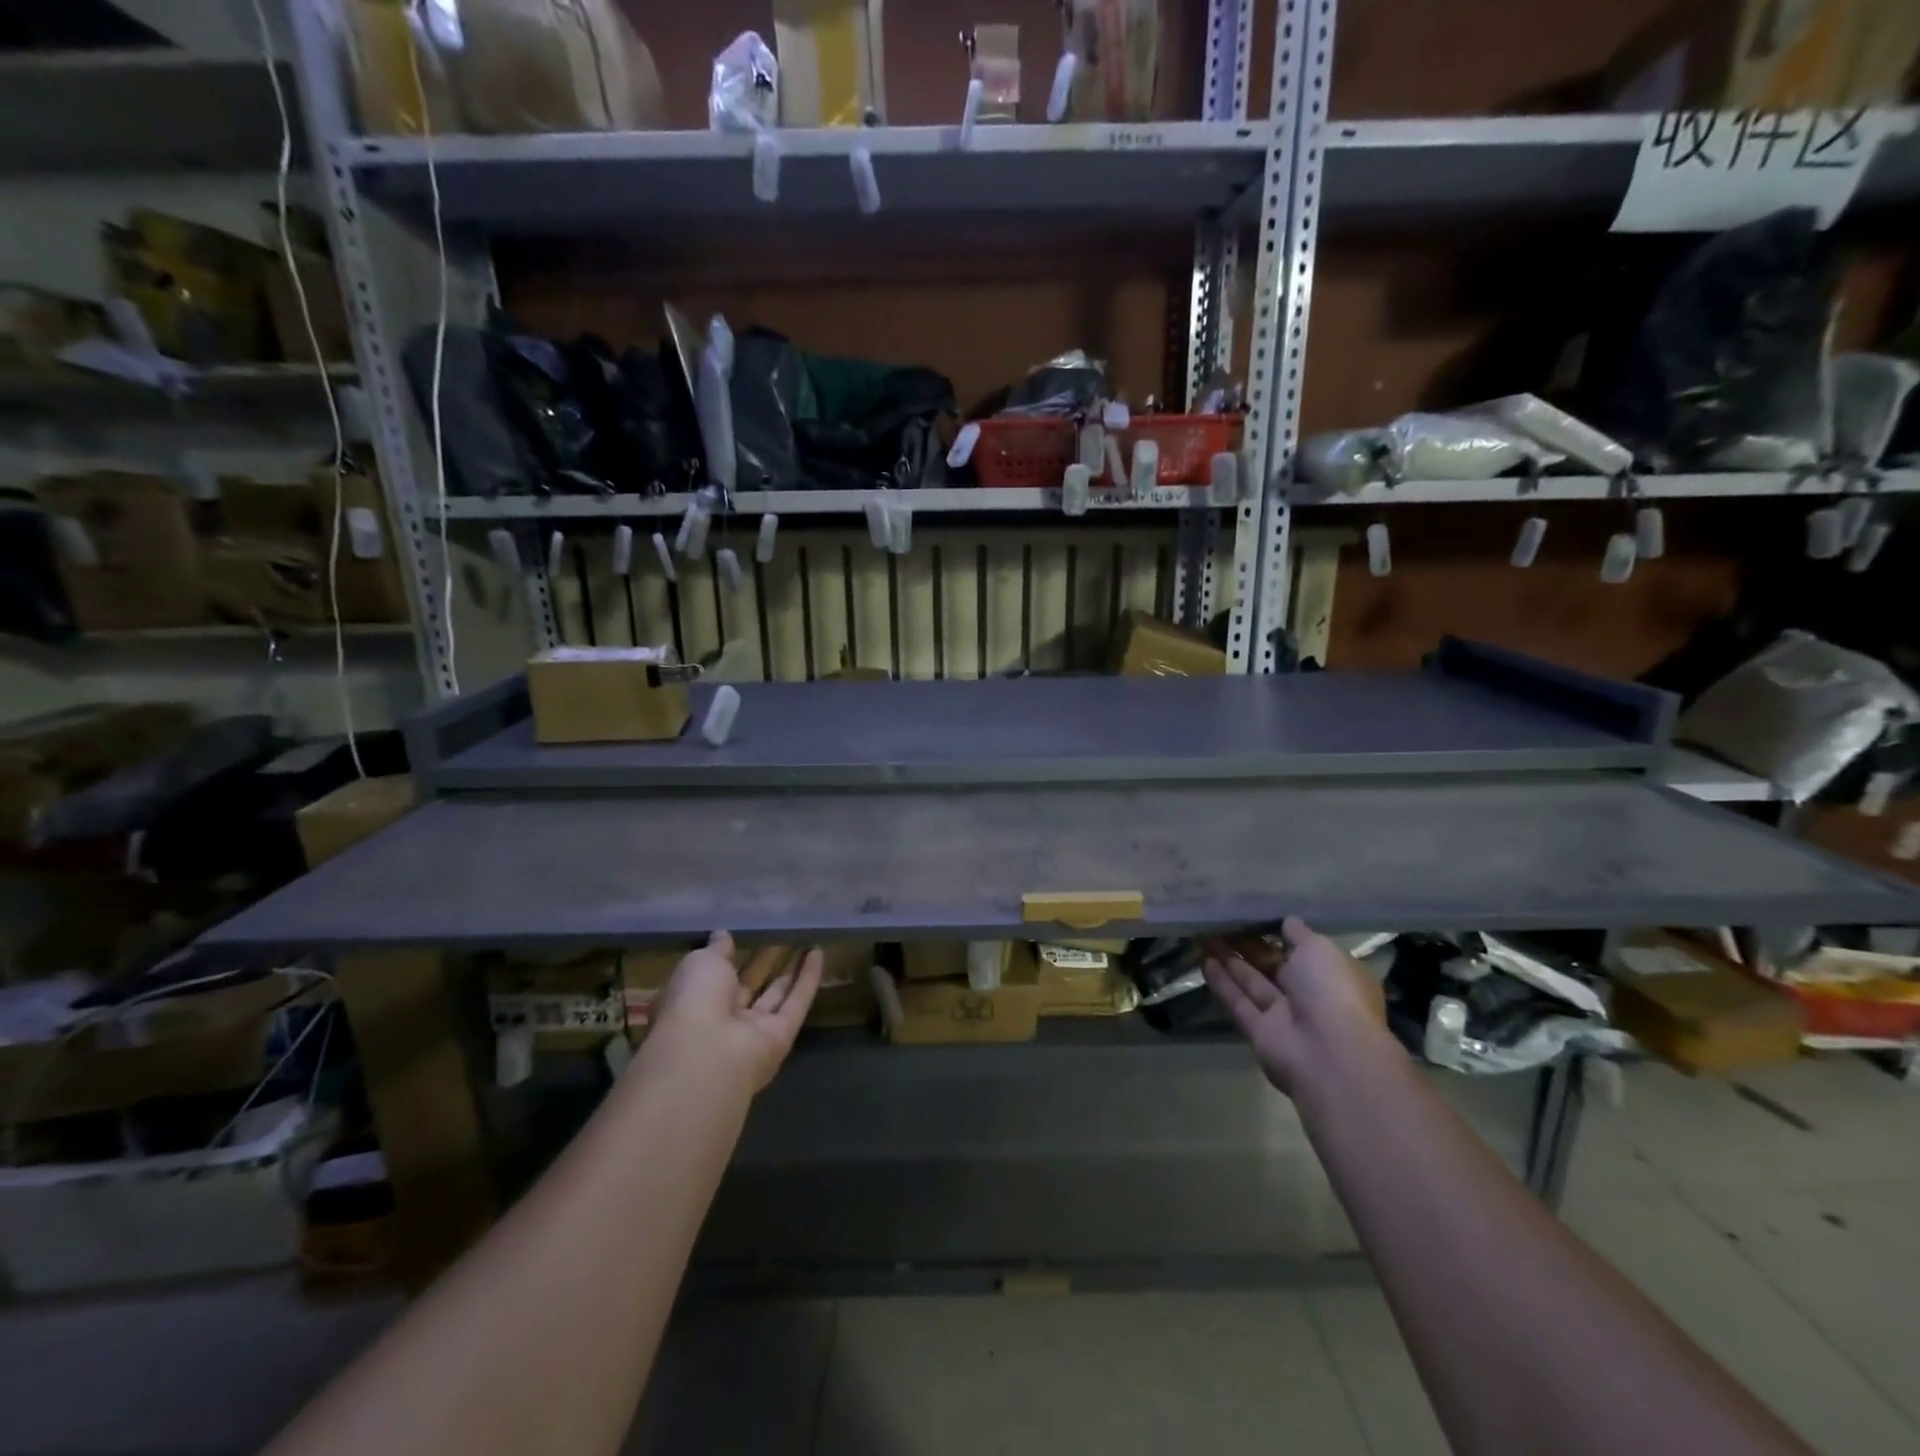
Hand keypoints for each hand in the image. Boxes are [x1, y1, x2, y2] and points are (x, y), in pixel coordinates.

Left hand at [647, 932, 823, 1091]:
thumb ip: (715, 949)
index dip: (728, 957)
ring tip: (805, 939)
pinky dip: (808, 978)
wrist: (708, 1053)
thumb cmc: (694, 1000)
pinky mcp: (781, 1037)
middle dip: (763, 961)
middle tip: (781, 934)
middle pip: (748, 986)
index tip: (743, 936)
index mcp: (694, 1002)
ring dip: (790, 969)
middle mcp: (722, 1019)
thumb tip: (722, 936)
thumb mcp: (700, 962)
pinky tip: (819, 952)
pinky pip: (796, 1003)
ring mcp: (752, 1031)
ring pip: (775, 995)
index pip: (712, 977)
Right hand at [1203, 917, 1383, 1096]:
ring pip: (1252, 982)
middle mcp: (1310, 995)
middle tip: (1221, 920)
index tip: (1254, 913)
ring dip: (1229, 959)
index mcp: (1333, 975)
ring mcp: (1284, 1016)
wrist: (1330, 1055)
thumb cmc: (1332, 991)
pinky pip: (1238, 1003)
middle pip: (1273, 965)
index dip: (1279, 932)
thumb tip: (1287, 922)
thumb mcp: (1320, 949)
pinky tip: (1203, 960)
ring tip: (1204, 934)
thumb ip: (1299, 934)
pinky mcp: (1259, 1033)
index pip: (1304, 950)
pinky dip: (1222, 983)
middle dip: (1248, 944)